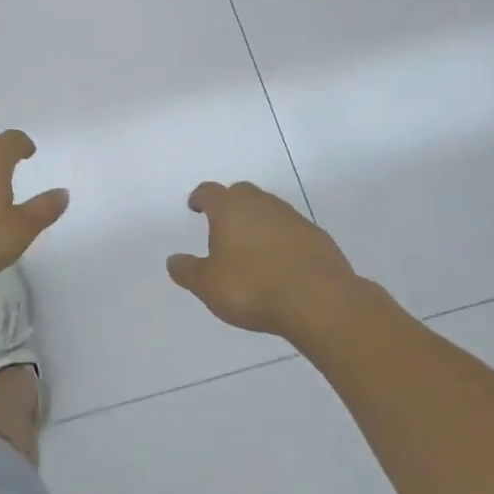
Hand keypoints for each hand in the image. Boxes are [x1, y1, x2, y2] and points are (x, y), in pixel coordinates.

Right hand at [166, 181, 366, 336]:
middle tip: (222, 226)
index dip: (200, 198)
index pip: (209, 192)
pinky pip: (291, 229)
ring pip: (268, 209)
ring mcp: (293, 218)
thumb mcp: (208, 285)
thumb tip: (173, 260)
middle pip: (241, 193)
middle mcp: (261, 204)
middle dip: (229, 205)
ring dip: (257, 221)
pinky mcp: (317, 236)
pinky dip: (281, 239)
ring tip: (251, 247)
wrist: (320, 301)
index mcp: (230, 208)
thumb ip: (187, 271)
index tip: (195, 207)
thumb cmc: (253, 287)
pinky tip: (280, 263)